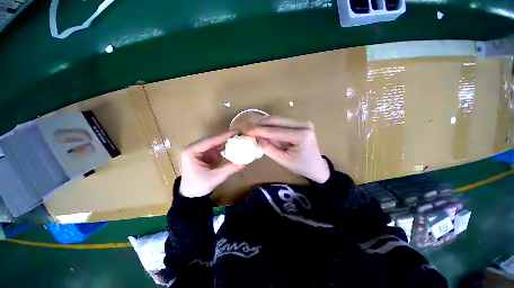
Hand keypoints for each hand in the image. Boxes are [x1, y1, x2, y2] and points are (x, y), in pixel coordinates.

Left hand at [179, 130, 244, 197]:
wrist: (190, 194)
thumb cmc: (198, 186)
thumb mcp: (215, 178)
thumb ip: (229, 169)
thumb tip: (245, 162)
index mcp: (191, 151)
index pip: (210, 140)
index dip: (224, 135)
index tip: (237, 131)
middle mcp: (194, 147)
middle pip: (212, 138)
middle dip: (226, 136)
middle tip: (240, 133)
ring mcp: (199, 149)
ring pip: (215, 141)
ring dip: (226, 140)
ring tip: (238, 137)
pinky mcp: (204, 153)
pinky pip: (216, 147)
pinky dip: (225, 146)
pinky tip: (233, 145)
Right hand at [247, 116, 329, 182]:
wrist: (316, 166)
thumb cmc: (301, 166)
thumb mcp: (283, 160)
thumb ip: (268, 148)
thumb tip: (256, 138)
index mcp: (301, 136)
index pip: (275, 131)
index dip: (259, 130)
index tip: (246, 130)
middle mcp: (303, 124)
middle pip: (276, 120)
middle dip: (260, 124)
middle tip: (247, 128)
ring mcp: (302, 122)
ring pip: (278, 119)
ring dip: (265, 124)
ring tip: (253, 129)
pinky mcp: (300, 123)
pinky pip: (282, 122)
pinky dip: (271, 125)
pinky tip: (263, 129)